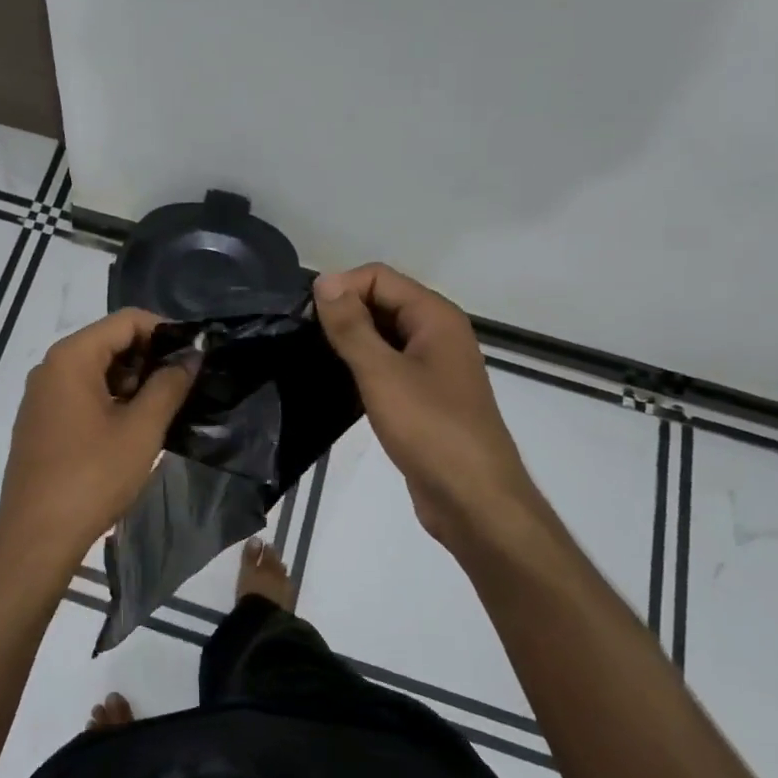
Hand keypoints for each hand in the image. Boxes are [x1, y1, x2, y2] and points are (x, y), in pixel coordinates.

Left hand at [0, 308, 198, 581]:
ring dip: (132, 382)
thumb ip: (169, 385)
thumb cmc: (92, 477)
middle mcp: (50, 367)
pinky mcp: (40, 421)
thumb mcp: (141, 429)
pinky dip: (110, 400)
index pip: (126, 321)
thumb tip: (191, 356)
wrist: (35, 538)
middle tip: (183, 386)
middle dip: (149, 358)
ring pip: (96, 370)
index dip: (165, 331)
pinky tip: (131, 428)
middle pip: (109, 342)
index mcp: (71, 357)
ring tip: (163, 410)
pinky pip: (81, 394)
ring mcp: (41, 395)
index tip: (195, 356)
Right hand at [313, 264, 538, 550]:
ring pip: (383, 334)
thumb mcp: (382, 373)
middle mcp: (437, 332)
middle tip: (304, 338)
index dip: (341, 288)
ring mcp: (433, 366)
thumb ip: (351, 326)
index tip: (306, 317)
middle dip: (344, 312)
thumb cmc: (431, 429)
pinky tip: (338, 383)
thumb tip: (324, 281)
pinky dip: (362, 365)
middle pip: (382, 301)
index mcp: (435, 316)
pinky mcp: (424, 396)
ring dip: (351, 339)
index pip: (378, 277)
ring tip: (314, 358)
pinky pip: (387, 364)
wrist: (474, 500)